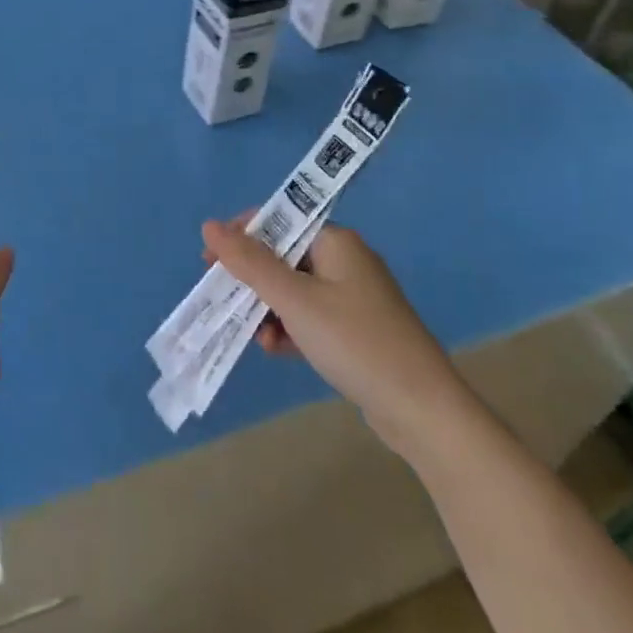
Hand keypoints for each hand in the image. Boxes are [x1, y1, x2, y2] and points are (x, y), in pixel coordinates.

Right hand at [201, 219, 473, 458]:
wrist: (423, 411)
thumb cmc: (355, 343)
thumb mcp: (295, 300)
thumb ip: (250, 263)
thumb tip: (209, 225)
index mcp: (336, 242)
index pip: (279, 220)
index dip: (241, 235)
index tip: (210, 260)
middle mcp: (345, 261)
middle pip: (283, 256)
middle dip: (251, 278)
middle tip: (222, 297)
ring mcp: (352, 297)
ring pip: (293, 289)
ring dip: (267, 307)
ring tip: (254, 336)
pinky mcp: (355, 330)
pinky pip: (309, 316)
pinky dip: (288, 327)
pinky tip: (275, 349)